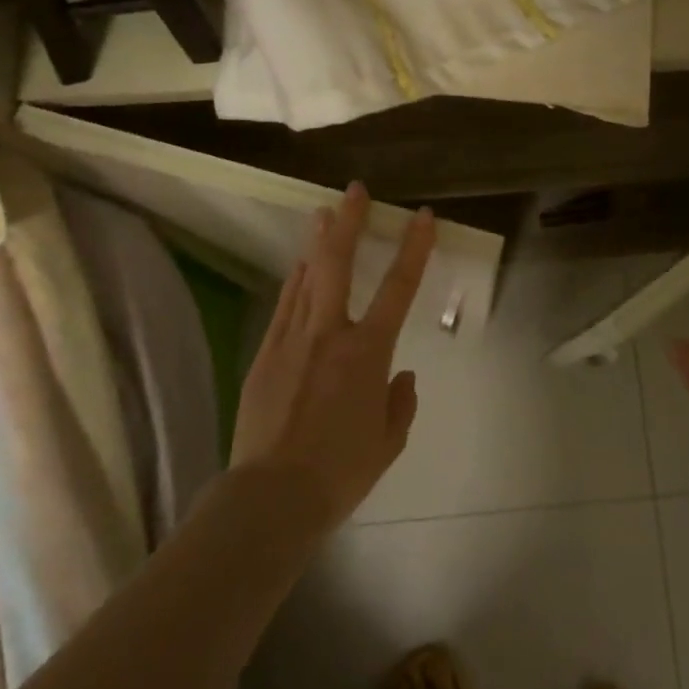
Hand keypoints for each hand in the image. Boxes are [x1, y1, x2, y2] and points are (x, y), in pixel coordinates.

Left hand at [230, 182, 434, 529]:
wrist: (271, 497)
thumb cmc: (340, 471)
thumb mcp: (388, 442)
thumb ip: (400, 403)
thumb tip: (401, 376)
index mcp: (367, 352)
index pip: (398, 288)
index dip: (414, 248)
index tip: (423, 216)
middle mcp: (329, 334)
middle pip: (338, 263)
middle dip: (348, 222)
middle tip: (354, 191)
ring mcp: (291, 340)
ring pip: (306, 278)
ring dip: (318, 243)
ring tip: (323, 214)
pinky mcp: (265, 355)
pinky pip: (285, 306)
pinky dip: (296, 282)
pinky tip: (300, 267)